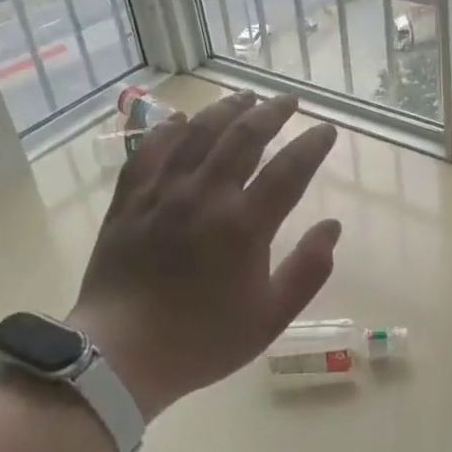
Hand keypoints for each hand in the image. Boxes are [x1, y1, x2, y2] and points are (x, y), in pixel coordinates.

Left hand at [71, 91, 340, 417]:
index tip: (327, 129)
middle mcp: (205, 196)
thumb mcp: (269, 318)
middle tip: (288, 101)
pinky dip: (169, 129)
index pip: (289, 170)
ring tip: (245, 96)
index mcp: (243, 225)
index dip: (312, 145)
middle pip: (243, 137)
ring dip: (226, 110)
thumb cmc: (201, 340)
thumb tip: (332, 227)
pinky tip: (181, 120)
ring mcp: (162, 193)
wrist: (120, 355)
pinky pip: (150, 150)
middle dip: (271, 113)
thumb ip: (308, 271)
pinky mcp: (129, 199)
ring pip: (197, 133)